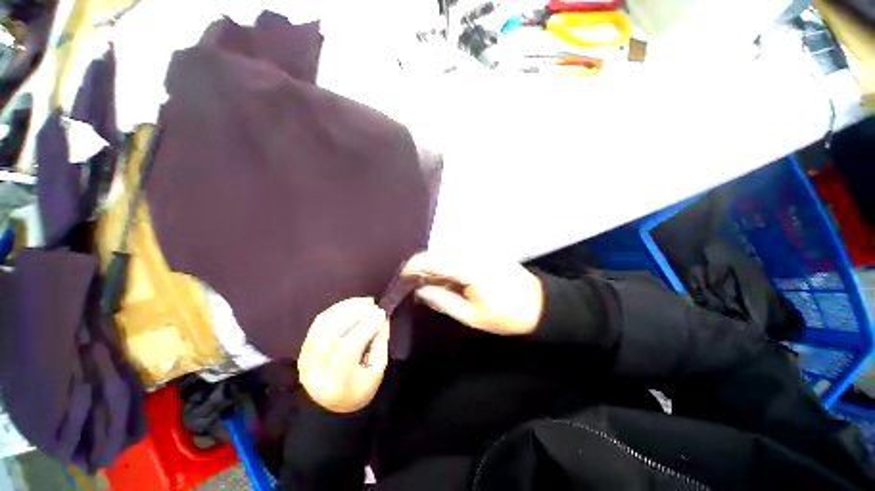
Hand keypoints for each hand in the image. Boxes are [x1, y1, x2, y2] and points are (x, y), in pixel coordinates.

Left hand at [297, 298, 389, 412]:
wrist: (332, 405)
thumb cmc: (361, 388)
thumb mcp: (378, 370)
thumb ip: (380, 342)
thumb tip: (382, 317)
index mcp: (335, 383)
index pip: (346, 350)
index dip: (364, 328)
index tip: (381, 313)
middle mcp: (314, 369)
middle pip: (329, 333)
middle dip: (354, 313)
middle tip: (372, 304)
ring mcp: (305, 357)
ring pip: (322, 324)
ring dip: (345, 307)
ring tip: (364, 302)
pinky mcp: (303, 348)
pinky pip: (319, 322)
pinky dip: (337, 309)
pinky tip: (352, 305)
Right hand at [402, 251, 543, 335]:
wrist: (539, 304)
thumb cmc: (506, 315)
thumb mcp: (471, 316)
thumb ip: (442, 300)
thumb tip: (421, 290)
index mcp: (467, 267)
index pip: (430, 260)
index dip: (412, 268)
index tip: (403, 280)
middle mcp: (471, 251)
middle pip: (436, 254)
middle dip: (423, 269)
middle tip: (418, 287)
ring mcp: (479, 249)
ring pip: (446, 253)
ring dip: (436, 267)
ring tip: (433, 286)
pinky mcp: (484, 250)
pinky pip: (458, 254)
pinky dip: (449, 265)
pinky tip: (450, 279)